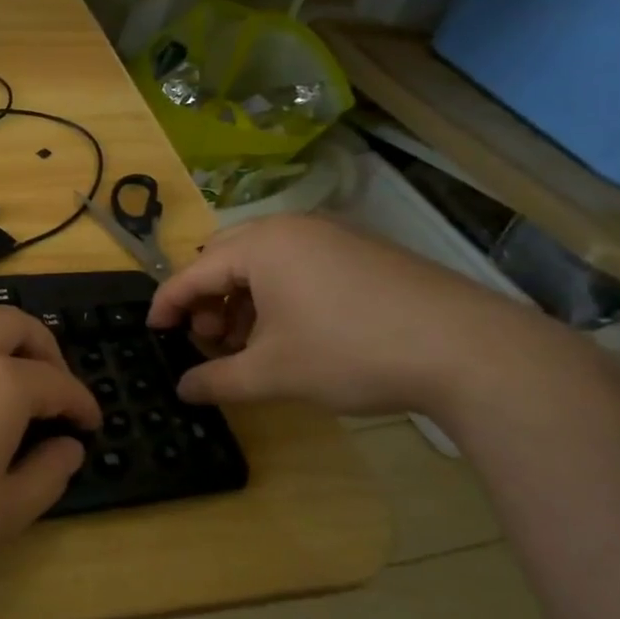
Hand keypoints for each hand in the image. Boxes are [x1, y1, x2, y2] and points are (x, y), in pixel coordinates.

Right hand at [146, 215, 545, 417]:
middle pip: (224, 258)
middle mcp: (291, 229)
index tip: (151, 332)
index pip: (193, 272)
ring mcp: (331, 236)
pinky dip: (276, 295)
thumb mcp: (273, 374)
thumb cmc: (350, 352)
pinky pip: (297, 265)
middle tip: (207, 339)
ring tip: (246, 343)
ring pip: (262, 262)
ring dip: (241, 300)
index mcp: (260, 245)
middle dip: (206, 299)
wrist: (468, 350)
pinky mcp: (361, 252)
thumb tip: (183, 390)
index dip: (167, 304)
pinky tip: (289, 334)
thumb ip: (217, 381)